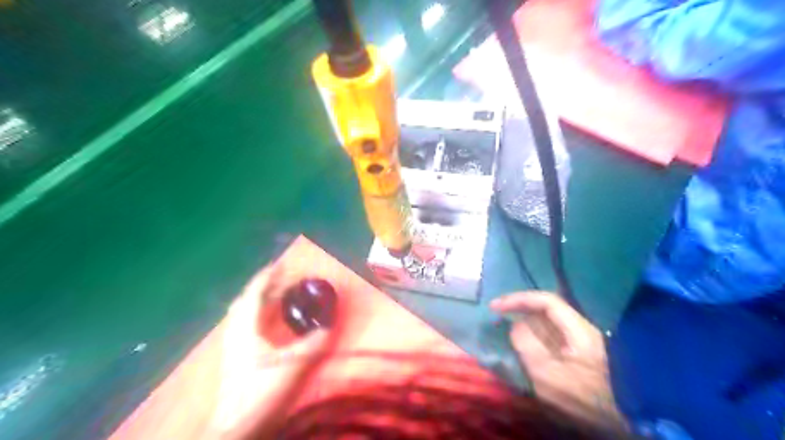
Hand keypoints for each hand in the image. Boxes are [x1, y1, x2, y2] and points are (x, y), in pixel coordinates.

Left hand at [212, 267, 334, 437]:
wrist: (236, 425)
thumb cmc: (260, 392)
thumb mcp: (292, 366)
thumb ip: (312, 344)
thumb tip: (330, 326)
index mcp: (245, 327)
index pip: (255, 292)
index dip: (268, 275)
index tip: (282, 263)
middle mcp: (236, 330)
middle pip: (249, 299)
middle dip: (268, 285)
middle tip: (287, 278)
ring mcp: (234, 342)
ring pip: (247, 311)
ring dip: (264, 299)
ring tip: (283, 293)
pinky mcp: (237, 353)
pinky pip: (248, 322)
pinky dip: (262, 313)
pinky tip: (274, 319)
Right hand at [492, 290, 630, 435]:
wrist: (612, 424)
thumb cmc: (579, 399)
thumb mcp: (547, 374)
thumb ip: (526, 344)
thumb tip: (515, 324)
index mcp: (578, 330)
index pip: (546, 301)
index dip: (519, 299)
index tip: (496, 306)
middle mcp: (580, 329)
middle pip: (545, 308)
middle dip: (520, 307)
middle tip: (496, 313)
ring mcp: (578, 340)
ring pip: (546, 321)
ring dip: (523, 320)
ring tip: (503, 324)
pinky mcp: (575, 352)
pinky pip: (548, 334)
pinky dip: (531, 333)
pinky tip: (519, 339)